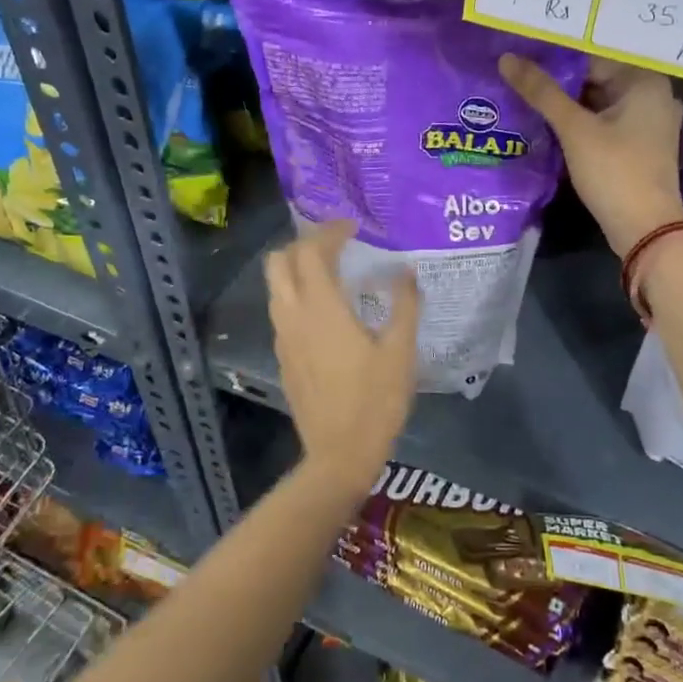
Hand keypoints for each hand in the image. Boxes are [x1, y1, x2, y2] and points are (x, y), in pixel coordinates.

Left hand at [266, 220, 420, 496]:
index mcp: (322, 309)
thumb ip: (404, 305)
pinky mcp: (283, 357)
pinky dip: (297, 294)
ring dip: (297, 268)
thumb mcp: (400, 351)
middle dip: (303, 244)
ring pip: (276, 287)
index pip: (311, 252)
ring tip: (331, 271)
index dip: (329, 232)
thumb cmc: (375, 401)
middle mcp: (293, 316)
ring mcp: (283, 338)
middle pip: (279, 262)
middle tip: (335, 244)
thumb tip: (406, 271)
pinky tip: (326, 310)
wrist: (339, 455)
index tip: (353, 227)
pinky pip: (282, 310)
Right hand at [500, 53, 682, 254]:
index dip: (555, 58)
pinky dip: (582, 123)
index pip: (593, 57)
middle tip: (518, 76)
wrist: (645, 229)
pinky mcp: (640, 147)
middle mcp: (654, 95)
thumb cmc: (614, 171)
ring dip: (568, 104)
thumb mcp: (574, 129)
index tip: (522, 57)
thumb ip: (541, 92)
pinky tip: (550, 125)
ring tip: (526, 96)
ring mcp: (650, 123)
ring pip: (600, 103)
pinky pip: (606, 124)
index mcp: (645, 81)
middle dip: (560, 82)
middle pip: (597, 79)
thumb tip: (506, 58)